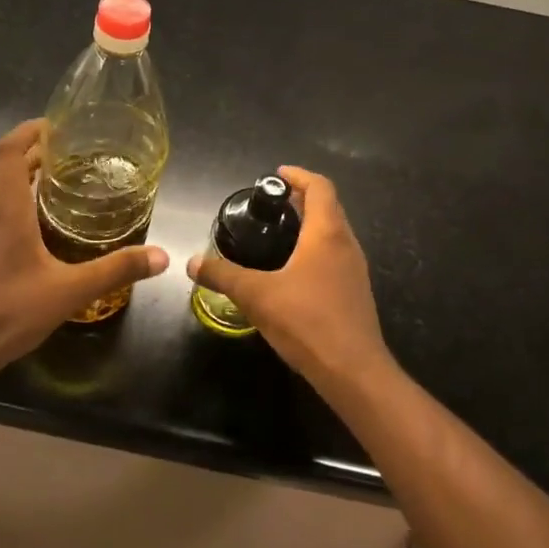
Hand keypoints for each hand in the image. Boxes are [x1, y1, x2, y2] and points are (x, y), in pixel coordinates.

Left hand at [0, 119, 168, 380]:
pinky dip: (13, 202)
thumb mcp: (69, 292)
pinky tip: (37, 226)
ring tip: (59, 184)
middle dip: (33, 152)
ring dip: (21, 177)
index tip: (57, 126)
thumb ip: (115, 270)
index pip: (8, 150)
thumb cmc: (8, 312)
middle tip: (71, 154)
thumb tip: (162, 257)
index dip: (29, 131)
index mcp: (5, 209)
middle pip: (2, 165)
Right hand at [186, 166, 392, 388]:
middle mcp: (346, 244)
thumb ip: (223, 275)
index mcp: (327, 233)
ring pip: (333, 233)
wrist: (353, 372)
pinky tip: (291, 270)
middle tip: (270, 204)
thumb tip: (193, 262)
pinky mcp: (355, 292)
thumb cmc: (307, 321)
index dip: (298, 176)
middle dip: (301, 199)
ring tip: (277, 233)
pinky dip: (314, 248)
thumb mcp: (257, 296)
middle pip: (328, 207)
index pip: (320, 187)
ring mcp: (355, 270)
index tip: (276, 175)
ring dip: (309, 224)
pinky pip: (335, 256)